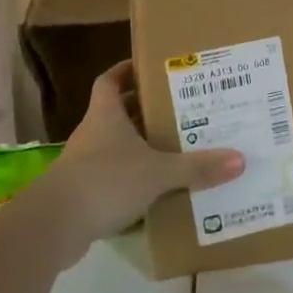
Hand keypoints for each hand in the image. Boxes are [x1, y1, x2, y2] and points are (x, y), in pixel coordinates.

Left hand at [44, 61, 243, 252]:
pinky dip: (133, 178)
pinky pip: (114, 177)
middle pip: (118, 113)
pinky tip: (158, 189)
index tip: (149, 66)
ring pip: (117, 146)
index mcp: (106, 115)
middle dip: (145, 110)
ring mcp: (84, 165)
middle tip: (179, 108)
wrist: (53, 227)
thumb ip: (197, 168)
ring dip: (141, 146)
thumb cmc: (105, 182)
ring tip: (176, 147)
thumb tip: (240, 159)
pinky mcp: (83, 193)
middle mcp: (93, 134)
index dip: (126, 71)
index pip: (111, 81)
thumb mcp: (158, 173)